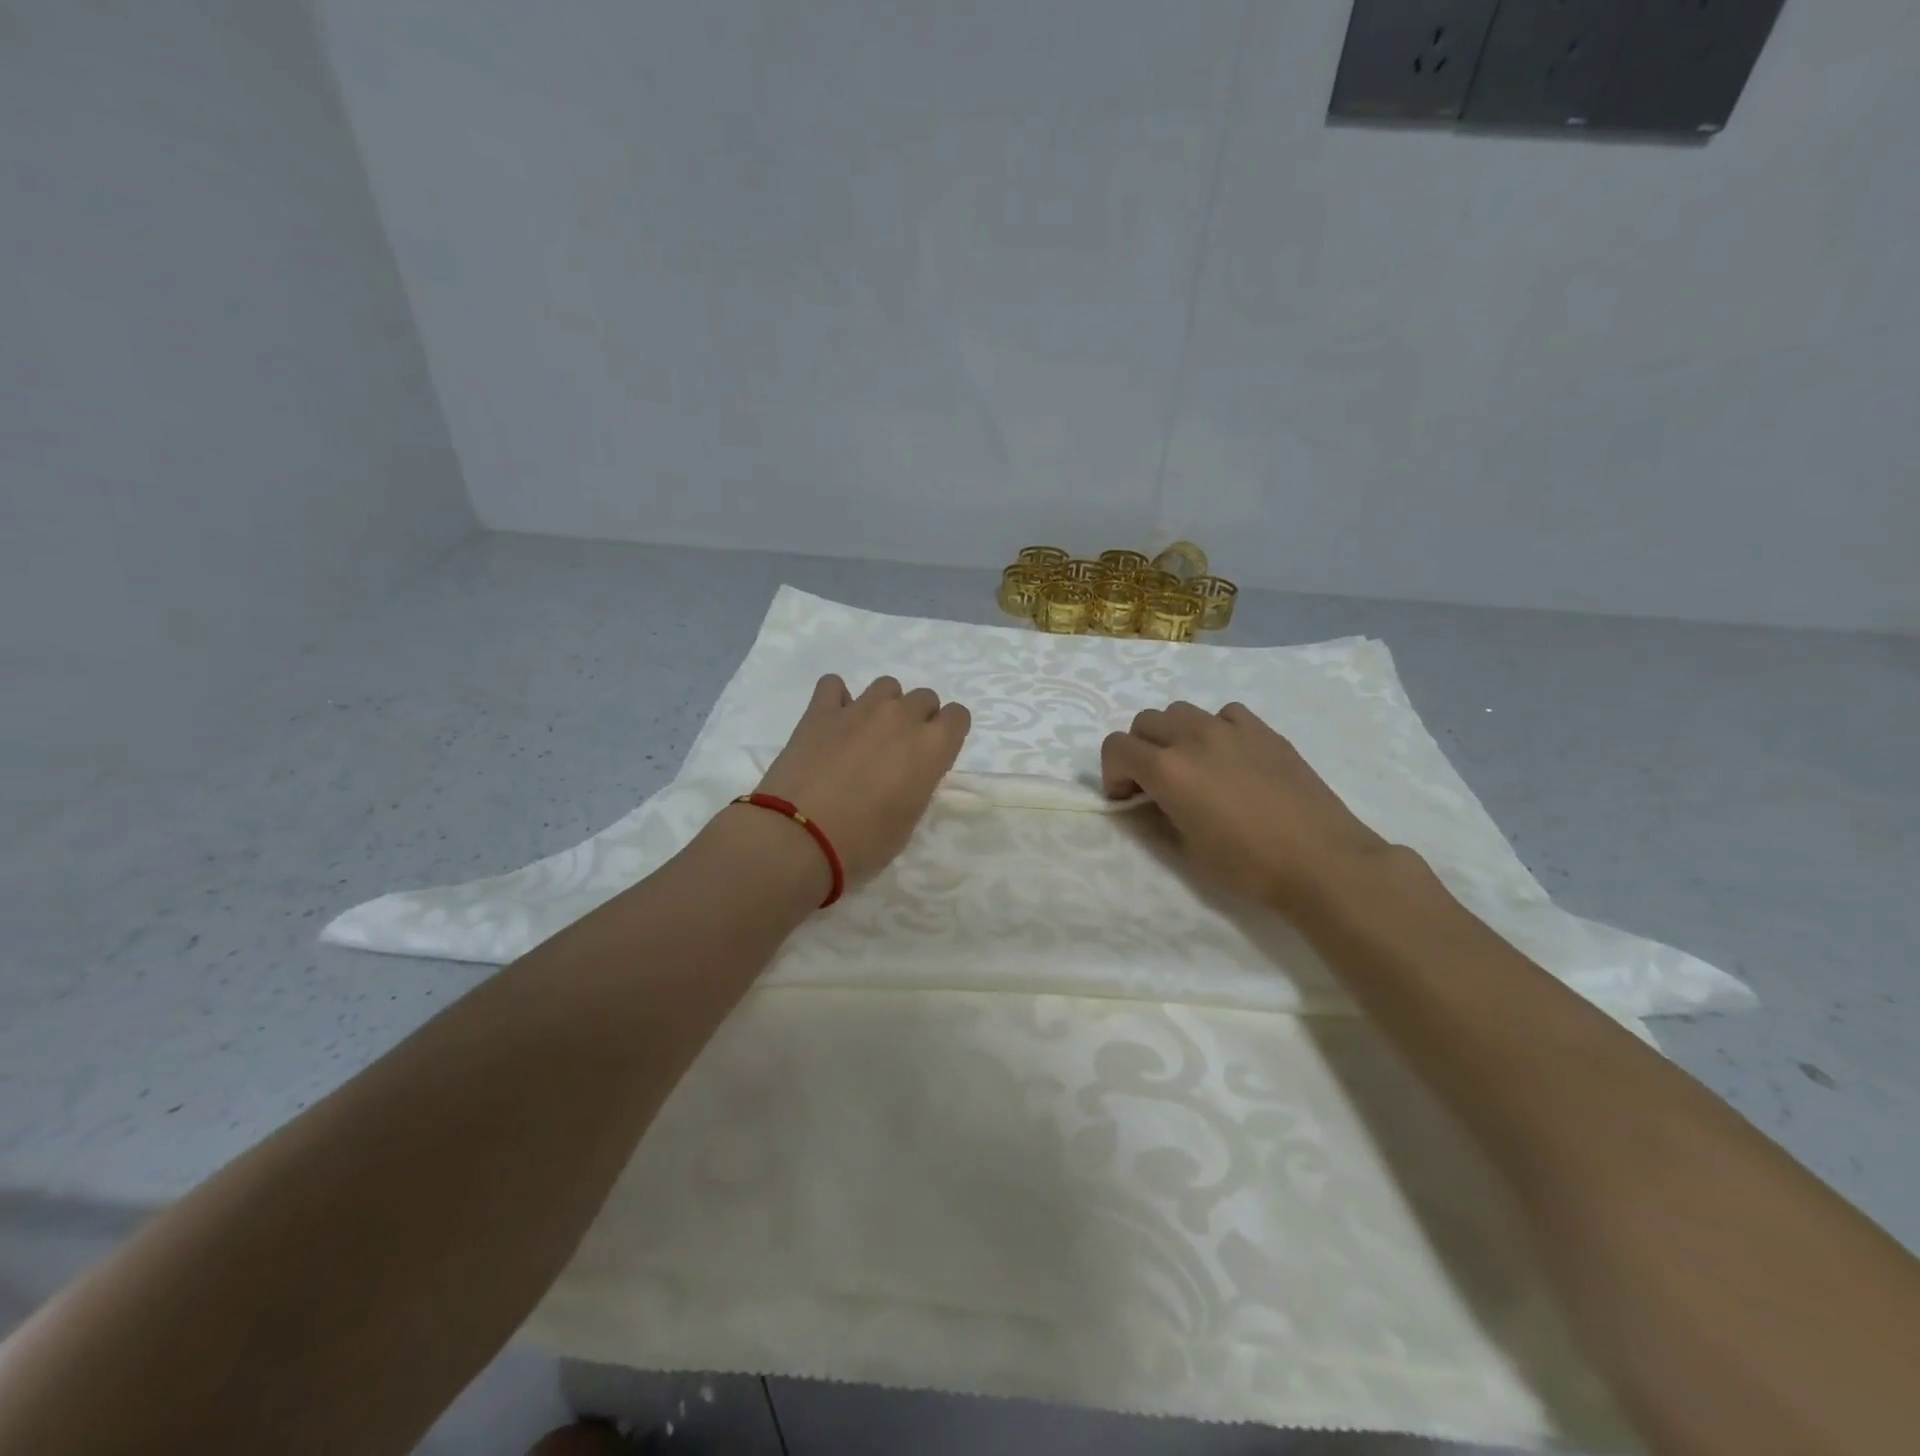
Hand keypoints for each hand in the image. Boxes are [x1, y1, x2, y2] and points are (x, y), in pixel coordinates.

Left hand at [748, 673, 970, 887]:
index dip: (947, 733)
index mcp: (931, 747)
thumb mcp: (907, 820)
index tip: (934, 754)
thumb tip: (906, 773)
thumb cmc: (863, 842)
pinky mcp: (820, 711)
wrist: (800, 837)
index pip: (958, 716)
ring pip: (886, 686)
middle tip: (899, 750)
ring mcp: (859, 709)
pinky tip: (832, 722)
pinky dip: (837, 699)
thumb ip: (916, 784)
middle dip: (917, 718)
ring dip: (883, 706)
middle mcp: (901, 718)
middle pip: (923, 698)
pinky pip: (834, 685)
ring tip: (866, 734)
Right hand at [1101, 701, 1397, 913]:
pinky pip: (1225, 714)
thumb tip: (1144, 800)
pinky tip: (1230, 758)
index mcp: (1168, 769)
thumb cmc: (1248, 866)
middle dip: (1140, 750)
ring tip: (1193, 767)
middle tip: (1155, 783)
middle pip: (1145, 721)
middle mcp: (1194, 737)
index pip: (1116, 747)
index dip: (1113, 773)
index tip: (1127, 798)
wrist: (1322, 861)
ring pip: (1182, 711)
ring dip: (1174, 735)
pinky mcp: (1264, 731)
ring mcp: (1232, 729)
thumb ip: (1155, 815)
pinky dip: (1215, 729)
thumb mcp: (1186, 849)